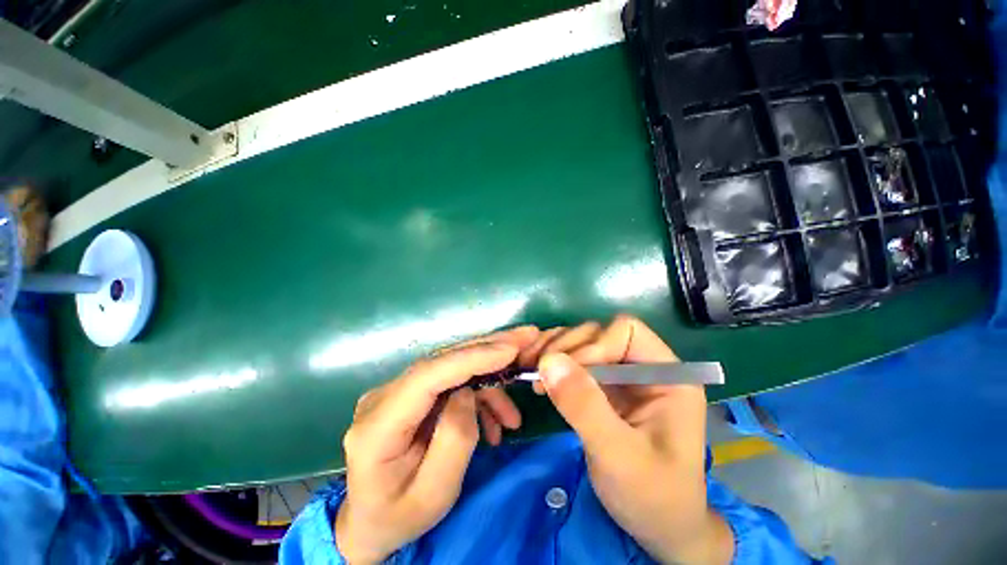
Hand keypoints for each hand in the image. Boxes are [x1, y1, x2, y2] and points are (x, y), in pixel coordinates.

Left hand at [335, 326, 538, 563]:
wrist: (369, 522)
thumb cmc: (399, 516)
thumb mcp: (434, 494)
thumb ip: (454, 440)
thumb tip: (468, 392)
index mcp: (378, 425)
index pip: (428, 375)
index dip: (472, 357)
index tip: (511, 349)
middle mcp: (384, 396)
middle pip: (442, 360)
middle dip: (489, 348)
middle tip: (527, 339)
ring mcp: (396, 391)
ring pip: (451, 369)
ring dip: (487, 384)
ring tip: (512, 418)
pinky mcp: (409, 394)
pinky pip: (449, 383)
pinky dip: (476, 395)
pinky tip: (492, 423)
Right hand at [523, 315, 732, 563]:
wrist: (656, 526)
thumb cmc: (652, 496)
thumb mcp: (619, 456)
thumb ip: (585, 407)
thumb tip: (549, 361)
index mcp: (667, 375)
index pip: (626, 332)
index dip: (594, 346)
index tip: (567, 374)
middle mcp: (643, 366)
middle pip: (599, 333)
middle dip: (566, 348)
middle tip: (537, 373)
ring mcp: (621, 374)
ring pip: (582, 342)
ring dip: (553, 352)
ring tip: (531, 372)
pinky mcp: (602, 386)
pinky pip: (574, 360)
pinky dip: (552, 362)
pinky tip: (537, 376)